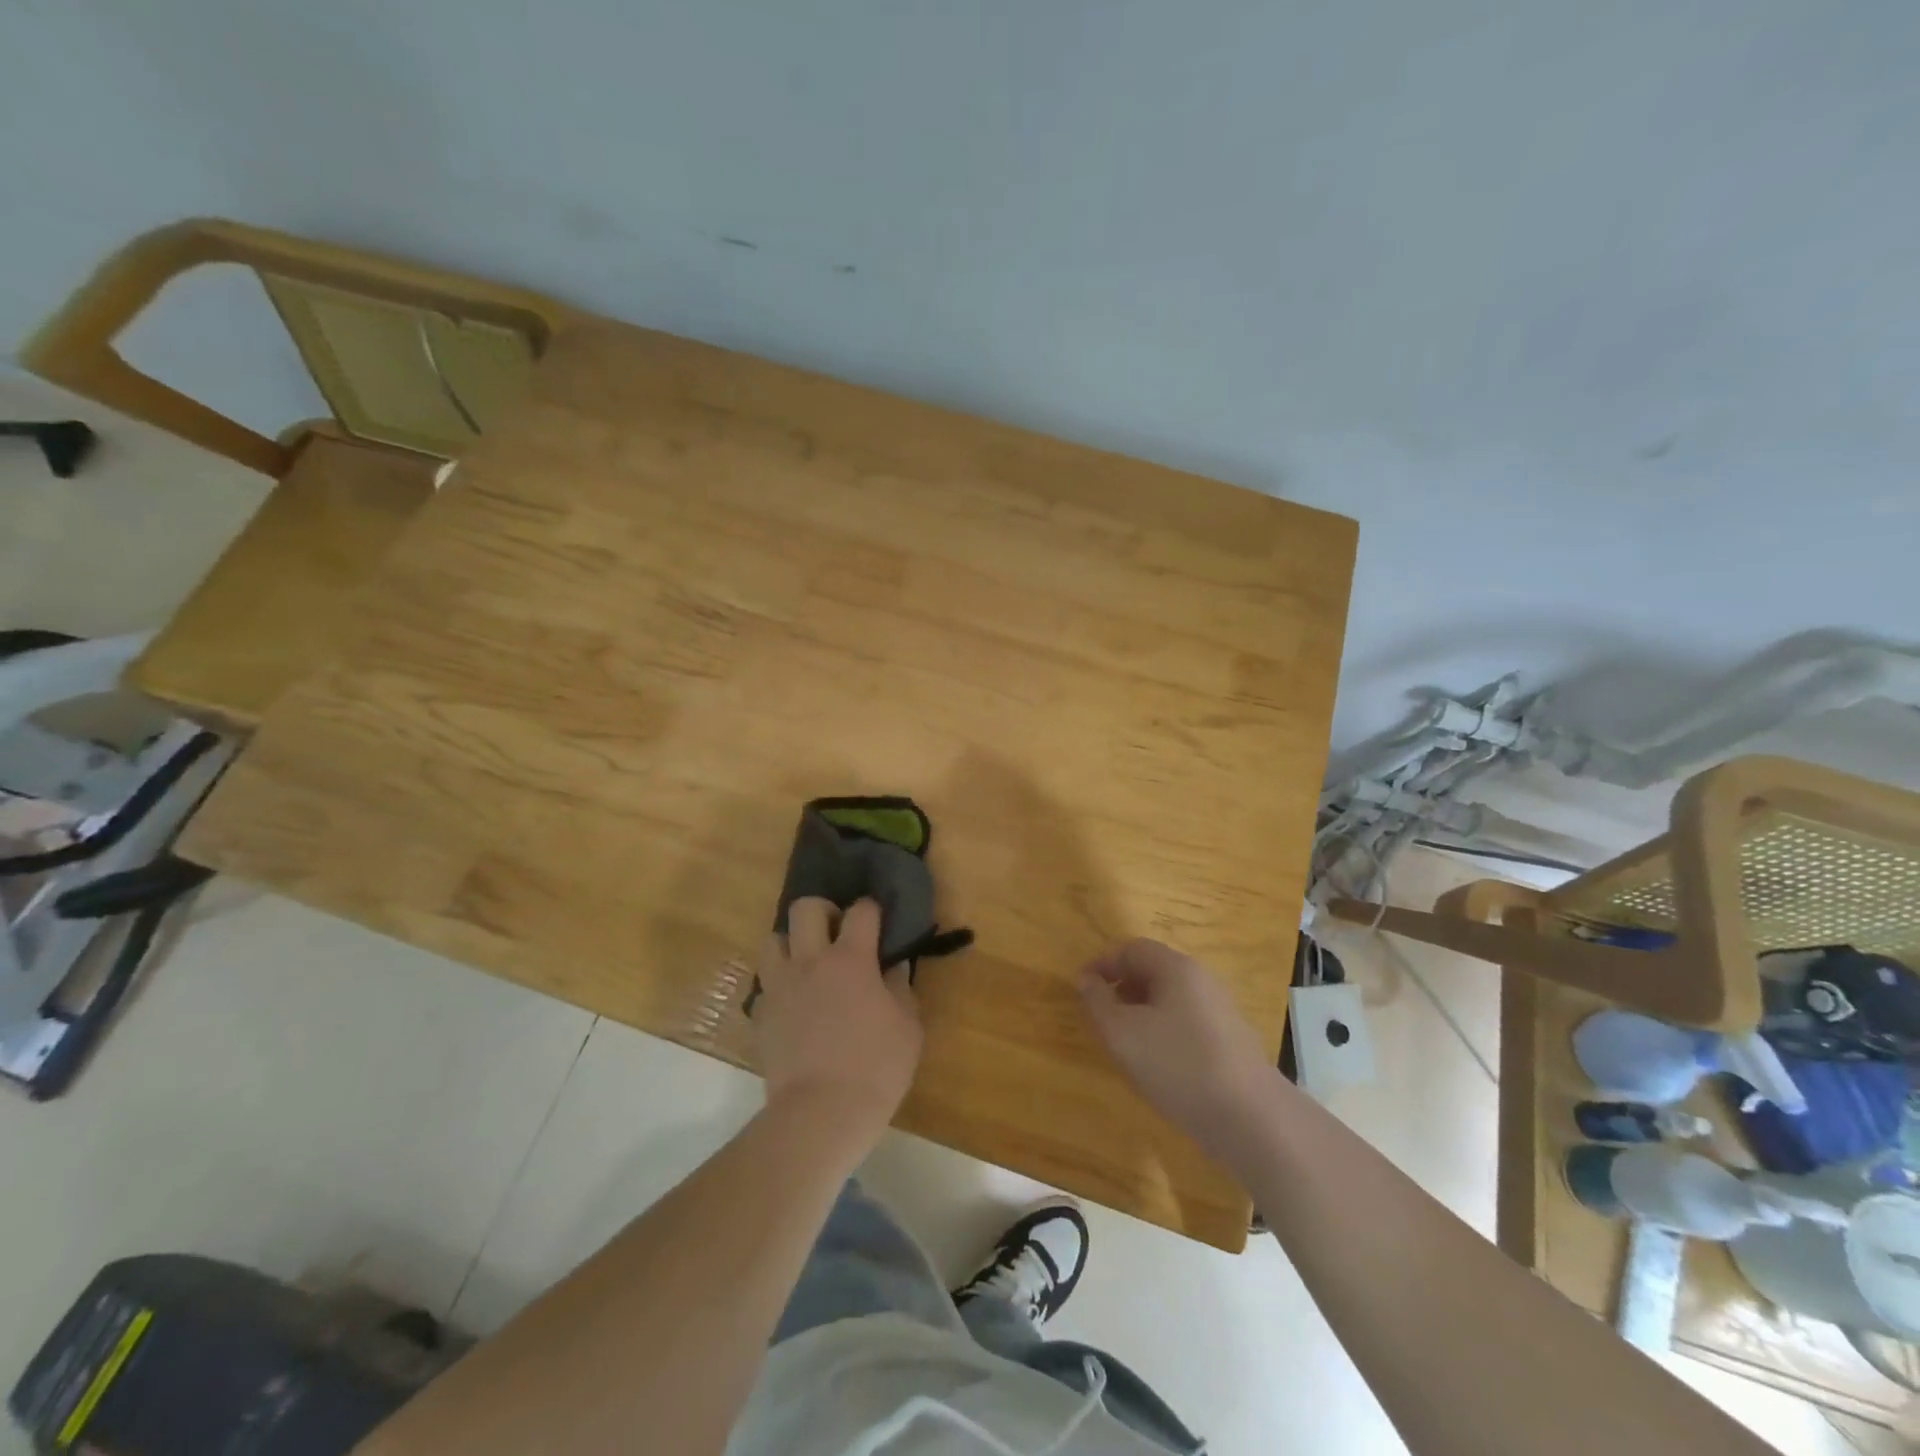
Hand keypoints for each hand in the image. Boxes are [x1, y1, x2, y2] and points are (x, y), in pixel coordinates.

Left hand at [755, 898, 921, 1144]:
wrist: (820, 1114)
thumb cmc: (875, 1068)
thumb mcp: (908, 1027)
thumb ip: (900, 988)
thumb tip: (894, 966)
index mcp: (851, 959)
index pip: (861, 911)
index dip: (872, 909)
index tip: (878, 919)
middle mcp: (810, 962)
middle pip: (805, 908)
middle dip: (823, 911)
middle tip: (837, 932)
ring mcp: (780, 986)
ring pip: (774, 939)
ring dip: (792, 943)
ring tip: (809, 963)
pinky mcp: (761, 1014)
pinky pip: (767, 983)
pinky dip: (780, 984)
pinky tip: (796, 1003)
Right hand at [1080, 939, 1276, 1155]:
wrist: (1250, 1118)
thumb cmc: (1178, 1064)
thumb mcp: (1122, 1033)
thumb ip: (1098, 1002)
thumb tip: (1086, 979)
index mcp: (1176, 968)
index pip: (1132, 949)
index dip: (1102, 963)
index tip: (1081, 988)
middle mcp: (1201, 981)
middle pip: (1154, 970)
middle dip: (1122, 987)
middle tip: (1100, 1014)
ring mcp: (1220, 1011)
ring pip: (1171, 999)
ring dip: (1141, 1011)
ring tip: (1124, 1041)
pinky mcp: (1230, 1042)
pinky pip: (1187, 1022)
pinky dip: (1163, 1031)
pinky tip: (1157, 1063)